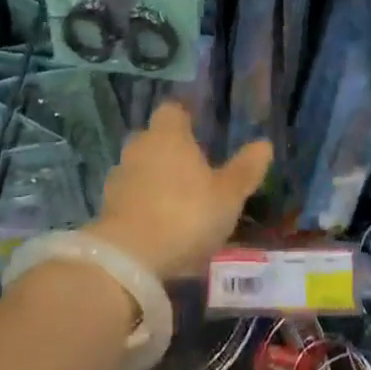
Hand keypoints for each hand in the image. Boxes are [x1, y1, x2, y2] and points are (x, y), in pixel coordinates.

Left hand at [88, 103, 271, 279]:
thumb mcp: (228, 195)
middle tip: (193, 171)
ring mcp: (119, 177)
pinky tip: (158, 227)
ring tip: (177, 204)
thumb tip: (264, 143)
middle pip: (155, 139)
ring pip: (140, 169)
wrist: (129, 259)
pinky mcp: (106, 208)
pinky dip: (142, 206)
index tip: (199, 132)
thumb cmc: (185, 214)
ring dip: (155, 180)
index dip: (185, 119)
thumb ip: (245, 168)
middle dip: (170, 151)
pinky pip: (130, 197)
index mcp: (168, 134)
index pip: (173, 110)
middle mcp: (140, 146)